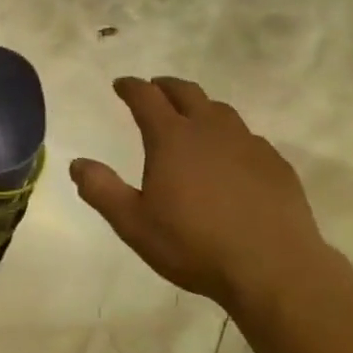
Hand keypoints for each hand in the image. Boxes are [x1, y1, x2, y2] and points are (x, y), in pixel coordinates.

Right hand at [69, 76, 345, 312]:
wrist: (273, 268)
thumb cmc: (194, 245)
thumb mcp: (134, 224)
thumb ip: (102, 190)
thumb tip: (77, 163)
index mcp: (172, 138)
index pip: (146, 97)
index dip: (131, 87)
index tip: (121, 84)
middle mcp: (210, 129)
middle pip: (186, 92)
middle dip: (165, 86)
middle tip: (155, 89)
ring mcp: (248, 143)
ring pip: (220, 110)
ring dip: (200, 107)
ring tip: (193, 118)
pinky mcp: (275, 163)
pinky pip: (248, 137)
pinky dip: (231, 136)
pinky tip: (231, 156)